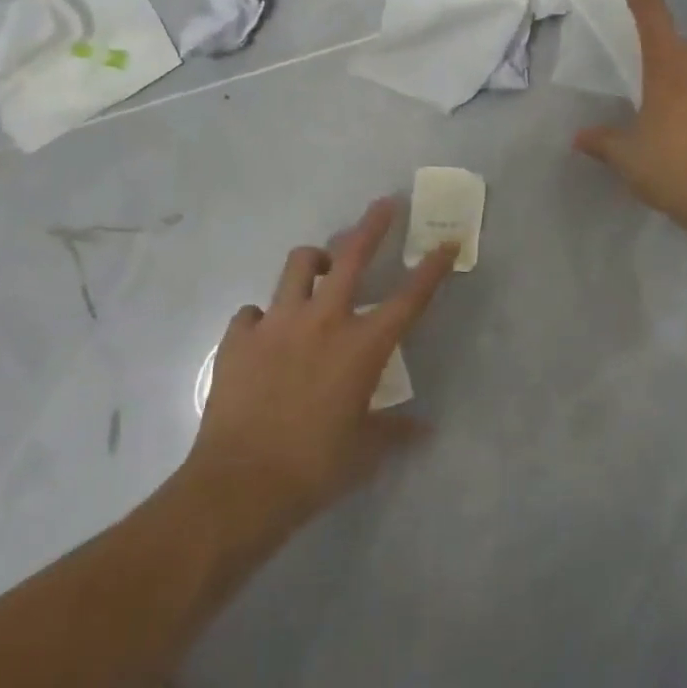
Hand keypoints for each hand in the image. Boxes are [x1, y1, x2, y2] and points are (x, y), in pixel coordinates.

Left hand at [178, 198, 456, 557]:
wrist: (241, 484)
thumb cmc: (315, 467)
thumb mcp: (365, 450)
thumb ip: (394, 431)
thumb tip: (422, 430)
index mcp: (362, 346)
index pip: (409, 297)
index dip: (433, 267)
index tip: (446, 242)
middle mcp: (323, 321)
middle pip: (353, 256)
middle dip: (373, 225)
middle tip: (385, 204)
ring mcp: (277, 324)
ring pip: (299, 265)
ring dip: (316, 259)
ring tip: (322, 266)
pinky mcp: (239, 338)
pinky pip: (254, 311)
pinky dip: (265, 316)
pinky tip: (267, 333)